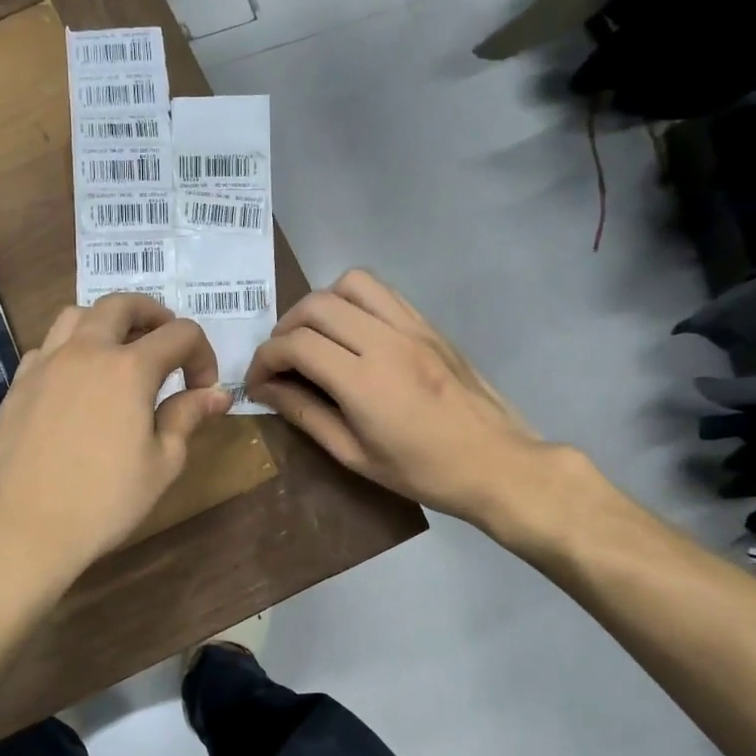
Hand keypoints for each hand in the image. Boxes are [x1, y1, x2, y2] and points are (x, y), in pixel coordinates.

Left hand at [0, 293, 232, 583]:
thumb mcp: (162, 463)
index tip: (203, 388)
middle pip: (122, 304)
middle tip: (166, 343)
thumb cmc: (105, 501)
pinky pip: (47, 345)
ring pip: (77, 314)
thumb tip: (217, 394)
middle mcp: (86, 351)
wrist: (25, 527)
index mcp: (130, 368)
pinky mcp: (19, 383)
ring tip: (119, 351)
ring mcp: (46, 363)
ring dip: (106, 322)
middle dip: (153, 315)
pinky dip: (70, 348)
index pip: (179, 334)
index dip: (202, 354)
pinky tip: (77, 380)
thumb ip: (187, 417)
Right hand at [244, 269, 597, 556]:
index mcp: (364, 382)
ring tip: (314, 335)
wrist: (498, 463)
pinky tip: (351, 332)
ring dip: (320, 304)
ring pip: (351, 283)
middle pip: (316, 306)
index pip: (296, 345)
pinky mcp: (429, 325)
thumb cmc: (423, 472)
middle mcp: (386, 341)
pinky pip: (383, 292)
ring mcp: (412, 327)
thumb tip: (267, 390)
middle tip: (280, 359)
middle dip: (284, 328)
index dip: (264, 359)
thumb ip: (306, 415)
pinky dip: (354, 301)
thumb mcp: (355, 455)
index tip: (257, 381)